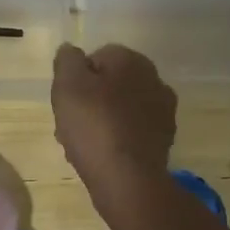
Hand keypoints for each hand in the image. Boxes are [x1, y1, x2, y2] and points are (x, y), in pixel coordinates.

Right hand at [51, 43, 175, 194]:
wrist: (128, 178)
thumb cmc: (94, 125)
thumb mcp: (68, 84)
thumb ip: (67, 60)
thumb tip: (71, 51)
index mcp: (132, 60)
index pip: (97, 57)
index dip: (76, 78)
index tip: (65, 101)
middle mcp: (154, 79)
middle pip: (110, 84)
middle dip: (90, 100)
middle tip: (70, 123)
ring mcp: (163, 111)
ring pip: (121, 108)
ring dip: (102, 120)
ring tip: (82, 144)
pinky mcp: (164, 139)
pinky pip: (132, 131)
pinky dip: (117, 138)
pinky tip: (102, 155)